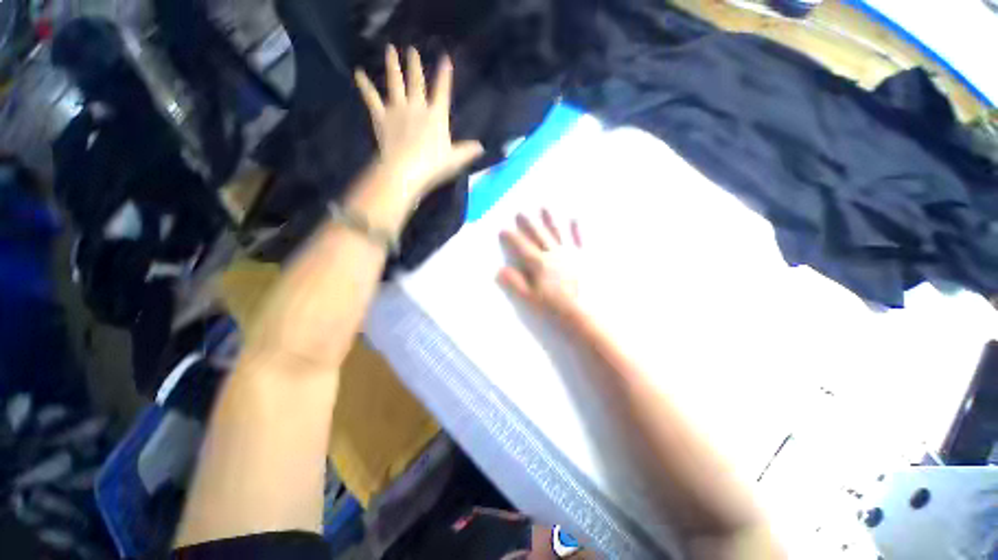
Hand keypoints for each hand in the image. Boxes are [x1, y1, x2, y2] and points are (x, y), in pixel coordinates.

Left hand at [354, 45, 483, 204]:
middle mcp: (417, 106)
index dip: (444, 75)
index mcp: (436, 115)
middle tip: (411, 49)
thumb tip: (481, 147)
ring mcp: (397, 109)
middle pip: (416, 81)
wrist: (404, 171)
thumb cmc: (432, 166)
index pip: (442, 91)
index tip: (445, 59)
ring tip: (389, 49)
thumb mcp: (454, 159)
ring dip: (392, 65)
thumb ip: (467, 150)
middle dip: (415, 65)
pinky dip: (364, 85)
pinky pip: (371, 97)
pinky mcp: (381, 117)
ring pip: (395, 82)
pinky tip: (358, 73)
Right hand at [499, 210, 584, 321]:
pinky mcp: (583, 257)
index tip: (503, 230)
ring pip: (557, 233)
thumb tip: (501, 269)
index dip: (511, 237)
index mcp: (539, 263)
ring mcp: (570, 253)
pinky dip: (576, 229)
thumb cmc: (553, 306)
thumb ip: (515, 282)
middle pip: (538, 235)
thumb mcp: (529, 297)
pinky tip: (575, 219)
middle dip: (528, 224)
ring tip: (544, 208)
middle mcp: (554, 253)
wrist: (581, 312)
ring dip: (549, 220)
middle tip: (520, 213)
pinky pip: (579, 240)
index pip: (522, 246)